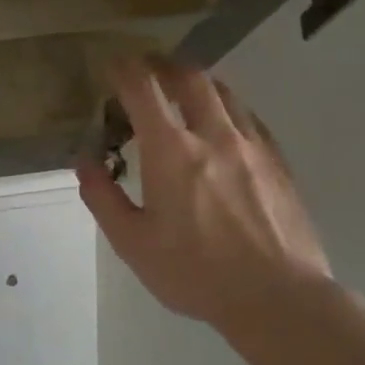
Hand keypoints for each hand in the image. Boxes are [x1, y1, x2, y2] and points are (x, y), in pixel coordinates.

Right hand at [77, 58, 330, 333]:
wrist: (279, 298)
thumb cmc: (195, 272)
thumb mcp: (131, 242)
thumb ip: (102, 196)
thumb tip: (86, 161)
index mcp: (171, 151)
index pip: (143, 88)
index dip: (123, 69)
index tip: (111, 66)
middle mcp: (213, 135)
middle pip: (189, 77)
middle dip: (162, 65)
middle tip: (146, 68)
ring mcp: (252, 145)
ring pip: (224, 92)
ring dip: (196, 83)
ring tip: (181, 92)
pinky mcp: (278, 162)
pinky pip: (248, 117)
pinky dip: (226, 108)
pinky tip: (221, 127)